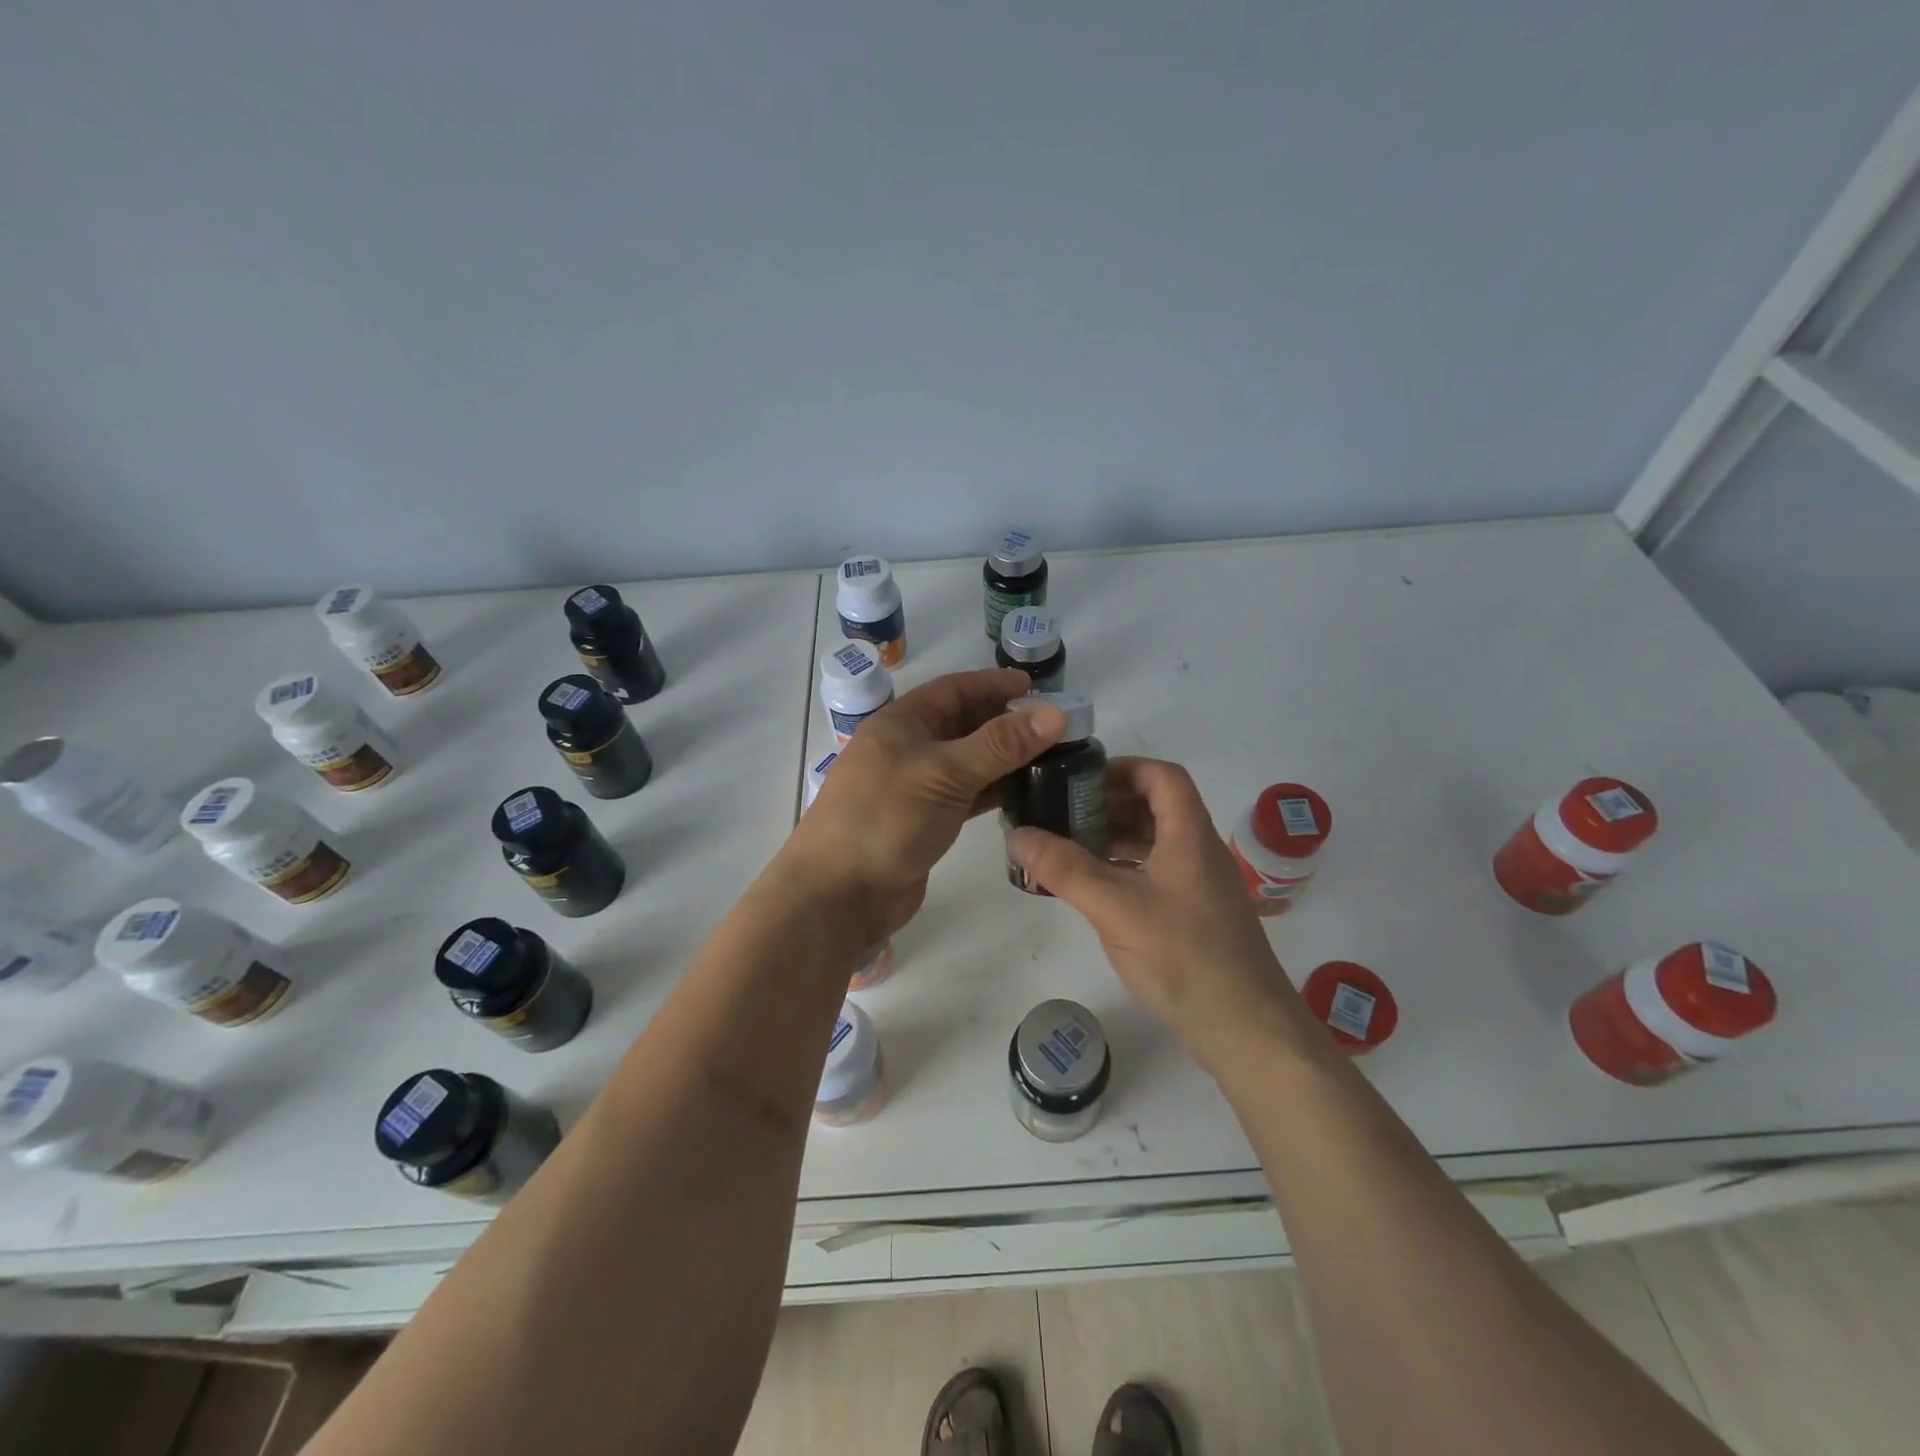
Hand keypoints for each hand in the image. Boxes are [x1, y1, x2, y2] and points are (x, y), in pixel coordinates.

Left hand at [781, 667, 1063, 947]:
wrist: (840, 893)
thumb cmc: (886, 818)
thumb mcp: (944, 772)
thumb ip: (1000, 744)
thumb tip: (1054, 713)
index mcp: (901, 722)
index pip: (954, 690)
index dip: (993, 684)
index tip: (1036, 687)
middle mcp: (907, 748)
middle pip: (962, 724)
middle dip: (1003, 720)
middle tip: (1052, 725)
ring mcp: (914, 787)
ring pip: (966, 761)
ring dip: (1002, 757)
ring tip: (1049, 756)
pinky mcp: (923, 821)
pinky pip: (965, 795)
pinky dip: (992, 790)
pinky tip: (1023, 792)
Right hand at [1006, 757, 1301, 1065]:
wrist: (1246, 1030)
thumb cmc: (1184, 956)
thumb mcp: (1116, 908)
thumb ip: (1064, 869)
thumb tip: (1016, 834)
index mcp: (1189, 834)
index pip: (1162, 776)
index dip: (1122, 768)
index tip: (1079, 781)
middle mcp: (1197, 851)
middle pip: (1154, 807)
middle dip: (1106, 804)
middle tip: (1060, 814)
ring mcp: (1197, 885)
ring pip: (1152, 843)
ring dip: (1111, 838)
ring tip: (1065, 847)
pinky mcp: (1192, 915)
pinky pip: (1152, 874)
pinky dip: (1121, 869)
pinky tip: (1091, 888)